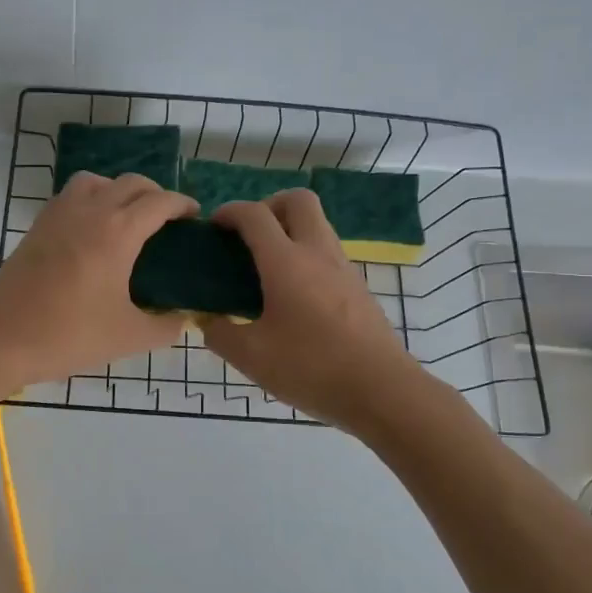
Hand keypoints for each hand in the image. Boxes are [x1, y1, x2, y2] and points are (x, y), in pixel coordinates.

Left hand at [0, 172, 198, 391]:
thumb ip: (165, 327)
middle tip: (167, 220)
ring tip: (127, 218)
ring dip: (119, 190)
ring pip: (97, 181)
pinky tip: (92, 231)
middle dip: (156, 194)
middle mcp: (91, 211)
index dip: (183, 204)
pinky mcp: (38, 225)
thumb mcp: (128, 337)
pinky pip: (71, 195)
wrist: (1, 338)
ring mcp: (59, 214)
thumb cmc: (69, 335)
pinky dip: (91, 198)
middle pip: (131, 183)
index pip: (160, 202)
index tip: (194, 217)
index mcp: (118, 232)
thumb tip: (183, 319)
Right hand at [204, 190, 420, 428]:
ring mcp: (343, 268)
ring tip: (267, 268)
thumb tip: (209, 321)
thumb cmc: (311, 368)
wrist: (382, 392)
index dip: (229, 212)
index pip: (255, 215)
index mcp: (286, 262)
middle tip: (249, 237)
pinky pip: (327, 252)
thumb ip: (220, 334)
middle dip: (268, 206)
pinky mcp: (358, 288)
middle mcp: (317, 253)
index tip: (214, 227)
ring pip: (317, 224)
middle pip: (297, 200)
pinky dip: (306, 255)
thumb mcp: (251, 357)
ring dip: (290, 230)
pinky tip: (293, 295)